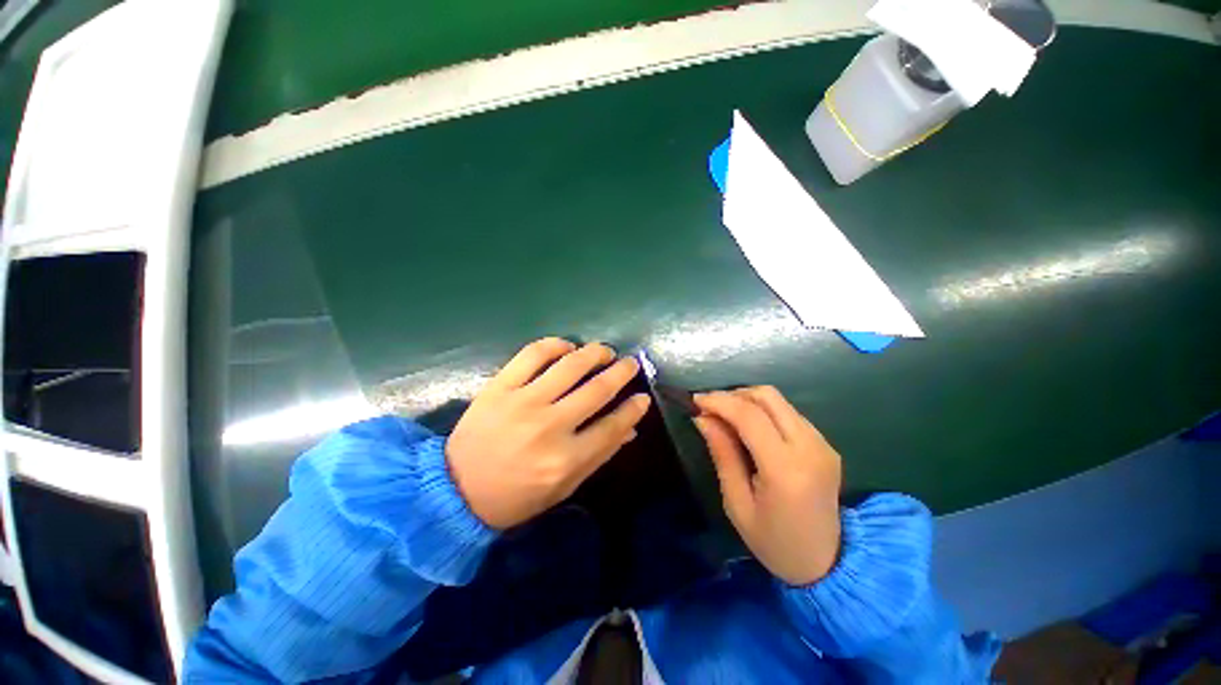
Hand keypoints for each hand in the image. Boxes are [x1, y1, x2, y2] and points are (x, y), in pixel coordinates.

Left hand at [446, 338, 650, 529]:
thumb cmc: (516, 496)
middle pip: (597, 389)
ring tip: (604, 352)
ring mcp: (523, 402)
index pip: (613, 425)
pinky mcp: (500, 387)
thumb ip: (599, 455)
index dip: (633, 408)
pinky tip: (567, 346)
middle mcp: (549, 426)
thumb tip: (629, 427)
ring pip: (570, 365)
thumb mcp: (564, 486)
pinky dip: (555, 344)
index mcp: (566, 459)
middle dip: (621, 372)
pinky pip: (532, 354)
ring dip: (594, 353)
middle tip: (630, 363)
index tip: (642, 396)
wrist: (457, 490)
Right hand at [693, 387, 842, 585]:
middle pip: (767, 396)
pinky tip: (750, 428)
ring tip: (726, 416)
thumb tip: (703, 418)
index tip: (696, 401)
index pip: (749, 416)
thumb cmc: (772, 541)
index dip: (719, 401)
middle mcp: (810, 448)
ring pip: (779, 401)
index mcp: (785, 469)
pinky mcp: (826, 444)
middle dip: (733, 395)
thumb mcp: (736, 502)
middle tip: (711, 408)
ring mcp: (822, 444)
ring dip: (748, 400)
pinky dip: (764, 411)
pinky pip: (789, 413)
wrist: (826, 564)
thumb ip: (722, 454)